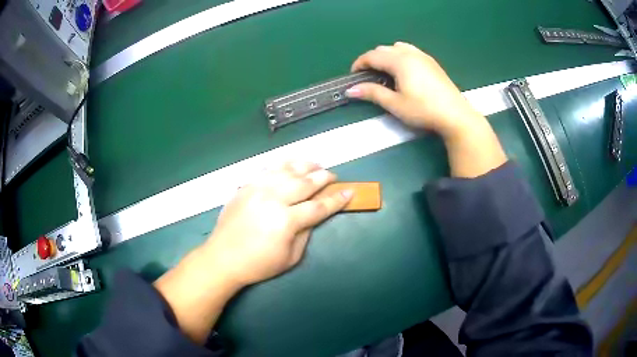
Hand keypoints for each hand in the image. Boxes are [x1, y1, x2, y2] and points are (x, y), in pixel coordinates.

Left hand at [203, 162, 352, 288]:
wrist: (223, 258)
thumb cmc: (258, 264)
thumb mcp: (291, 257)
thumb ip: (305, 233)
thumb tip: (314, 215)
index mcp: (286, 221)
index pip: (318, 206)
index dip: (336, 200)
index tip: (349, 192)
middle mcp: (273, 199)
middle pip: (304, 183)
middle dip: (323, 177)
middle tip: (333, 176)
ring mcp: (257, 189)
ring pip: (286, 170)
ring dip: (305, 165)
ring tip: (316, 164)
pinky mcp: (246, 186)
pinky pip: (267, 169)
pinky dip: (282, 164)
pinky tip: (290, 164)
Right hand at [347, 42, 506, 177]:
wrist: (455, 115)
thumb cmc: (423, 110)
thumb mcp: (395, 104)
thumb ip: (372, 93)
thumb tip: (351, 90)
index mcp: (399, 61)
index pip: (372, 56)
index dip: (359, 64)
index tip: (353, 76)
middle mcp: (410, 53)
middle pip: (384, 49)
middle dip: (371, 60)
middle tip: (368, 77)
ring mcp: (423, 56)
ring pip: (397, 47)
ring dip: (386, 56)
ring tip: (385, 72)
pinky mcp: (432, 62)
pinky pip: (410, 51)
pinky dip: (400, 56)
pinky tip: (404, 71)